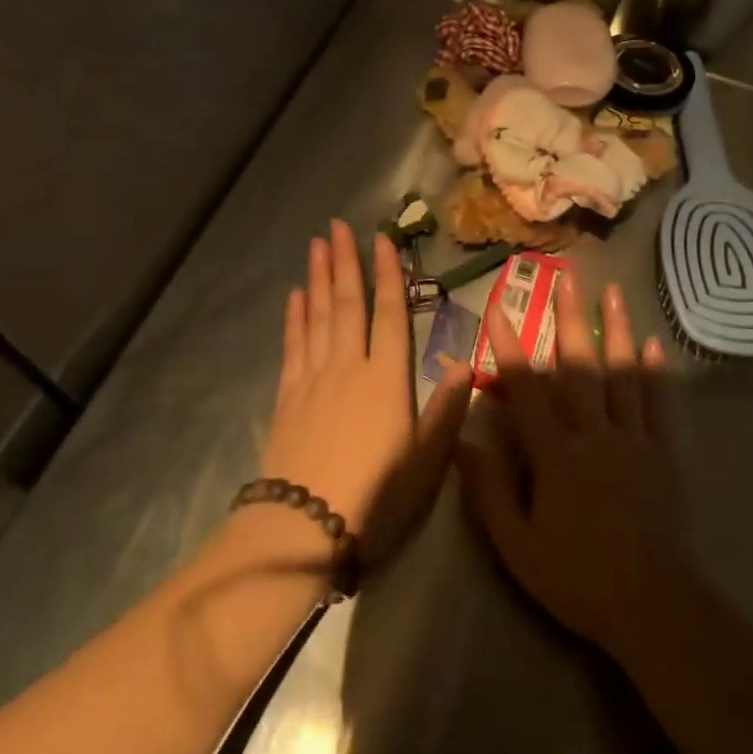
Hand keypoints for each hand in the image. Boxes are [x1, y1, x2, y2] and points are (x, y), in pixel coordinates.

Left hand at [257, 219, 470, 568]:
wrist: (303, 528)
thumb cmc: (375, 497)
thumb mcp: (426, 460)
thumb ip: (446, 410)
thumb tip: (466, 364)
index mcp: (386, 378)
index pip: (390, 313)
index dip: (387, 274)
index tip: (382, 239)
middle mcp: (348, 366)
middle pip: (347, 303)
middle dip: (344, 261)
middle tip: (337, 225)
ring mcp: (312, 378)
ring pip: (317, 316)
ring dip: (317, 278)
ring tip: (317, 245)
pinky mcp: (287, 396)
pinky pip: (293, 345)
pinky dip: (294, 317)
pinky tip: (294, 296)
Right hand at [457, 273, 686, 657]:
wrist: (650, 605)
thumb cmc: (575, 576)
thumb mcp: (517, 545)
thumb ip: (488, 492)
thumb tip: (461, 442)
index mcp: (556, 453)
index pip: (526, 388)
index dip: (508, 346)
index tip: (495, 308)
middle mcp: (594, 433)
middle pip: (579, 366)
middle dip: (570, 317)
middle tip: (566, 277)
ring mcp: (634, 439)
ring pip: (622, 374)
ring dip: (616, 329)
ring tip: (613, 292)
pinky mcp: (664, 453)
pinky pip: (660, 405)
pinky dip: (656, 373)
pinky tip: (654, 345)